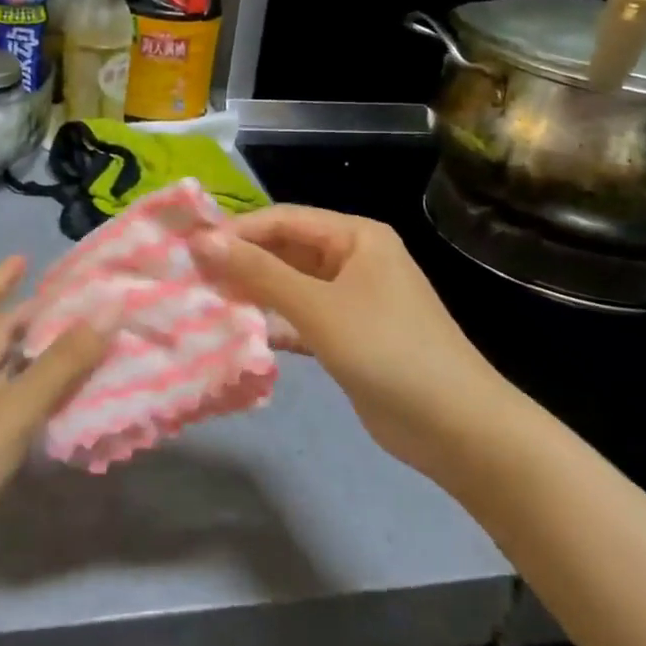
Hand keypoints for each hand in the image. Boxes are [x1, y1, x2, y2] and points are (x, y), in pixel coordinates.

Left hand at [0, 256, 111, 610]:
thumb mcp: (12, 409)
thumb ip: (62, 364)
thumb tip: (109, 310)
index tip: (26, 258)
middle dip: (27, 317)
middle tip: (71, 306)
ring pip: (2, 372)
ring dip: (34, 357)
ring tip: (77, 346)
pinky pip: (7, 405)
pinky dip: (33, 395)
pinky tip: (60, 402)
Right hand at [192, 206, 502, 477]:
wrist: (455, 426)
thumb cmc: (386, 349)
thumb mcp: (318, 306)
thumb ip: (260, 273)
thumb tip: (204, 241)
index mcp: (356, 236)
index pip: (284, 219)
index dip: (237, 231)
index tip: (190, 249)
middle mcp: (354, 259)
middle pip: (287, 250)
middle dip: (243, 262)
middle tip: (192, 278)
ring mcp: (353, 299)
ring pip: (291, 285)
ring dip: (255, 294)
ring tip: (205, 302)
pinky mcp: (348, 336)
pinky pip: (302, 318)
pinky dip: (274, 323)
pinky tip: (240, 333)